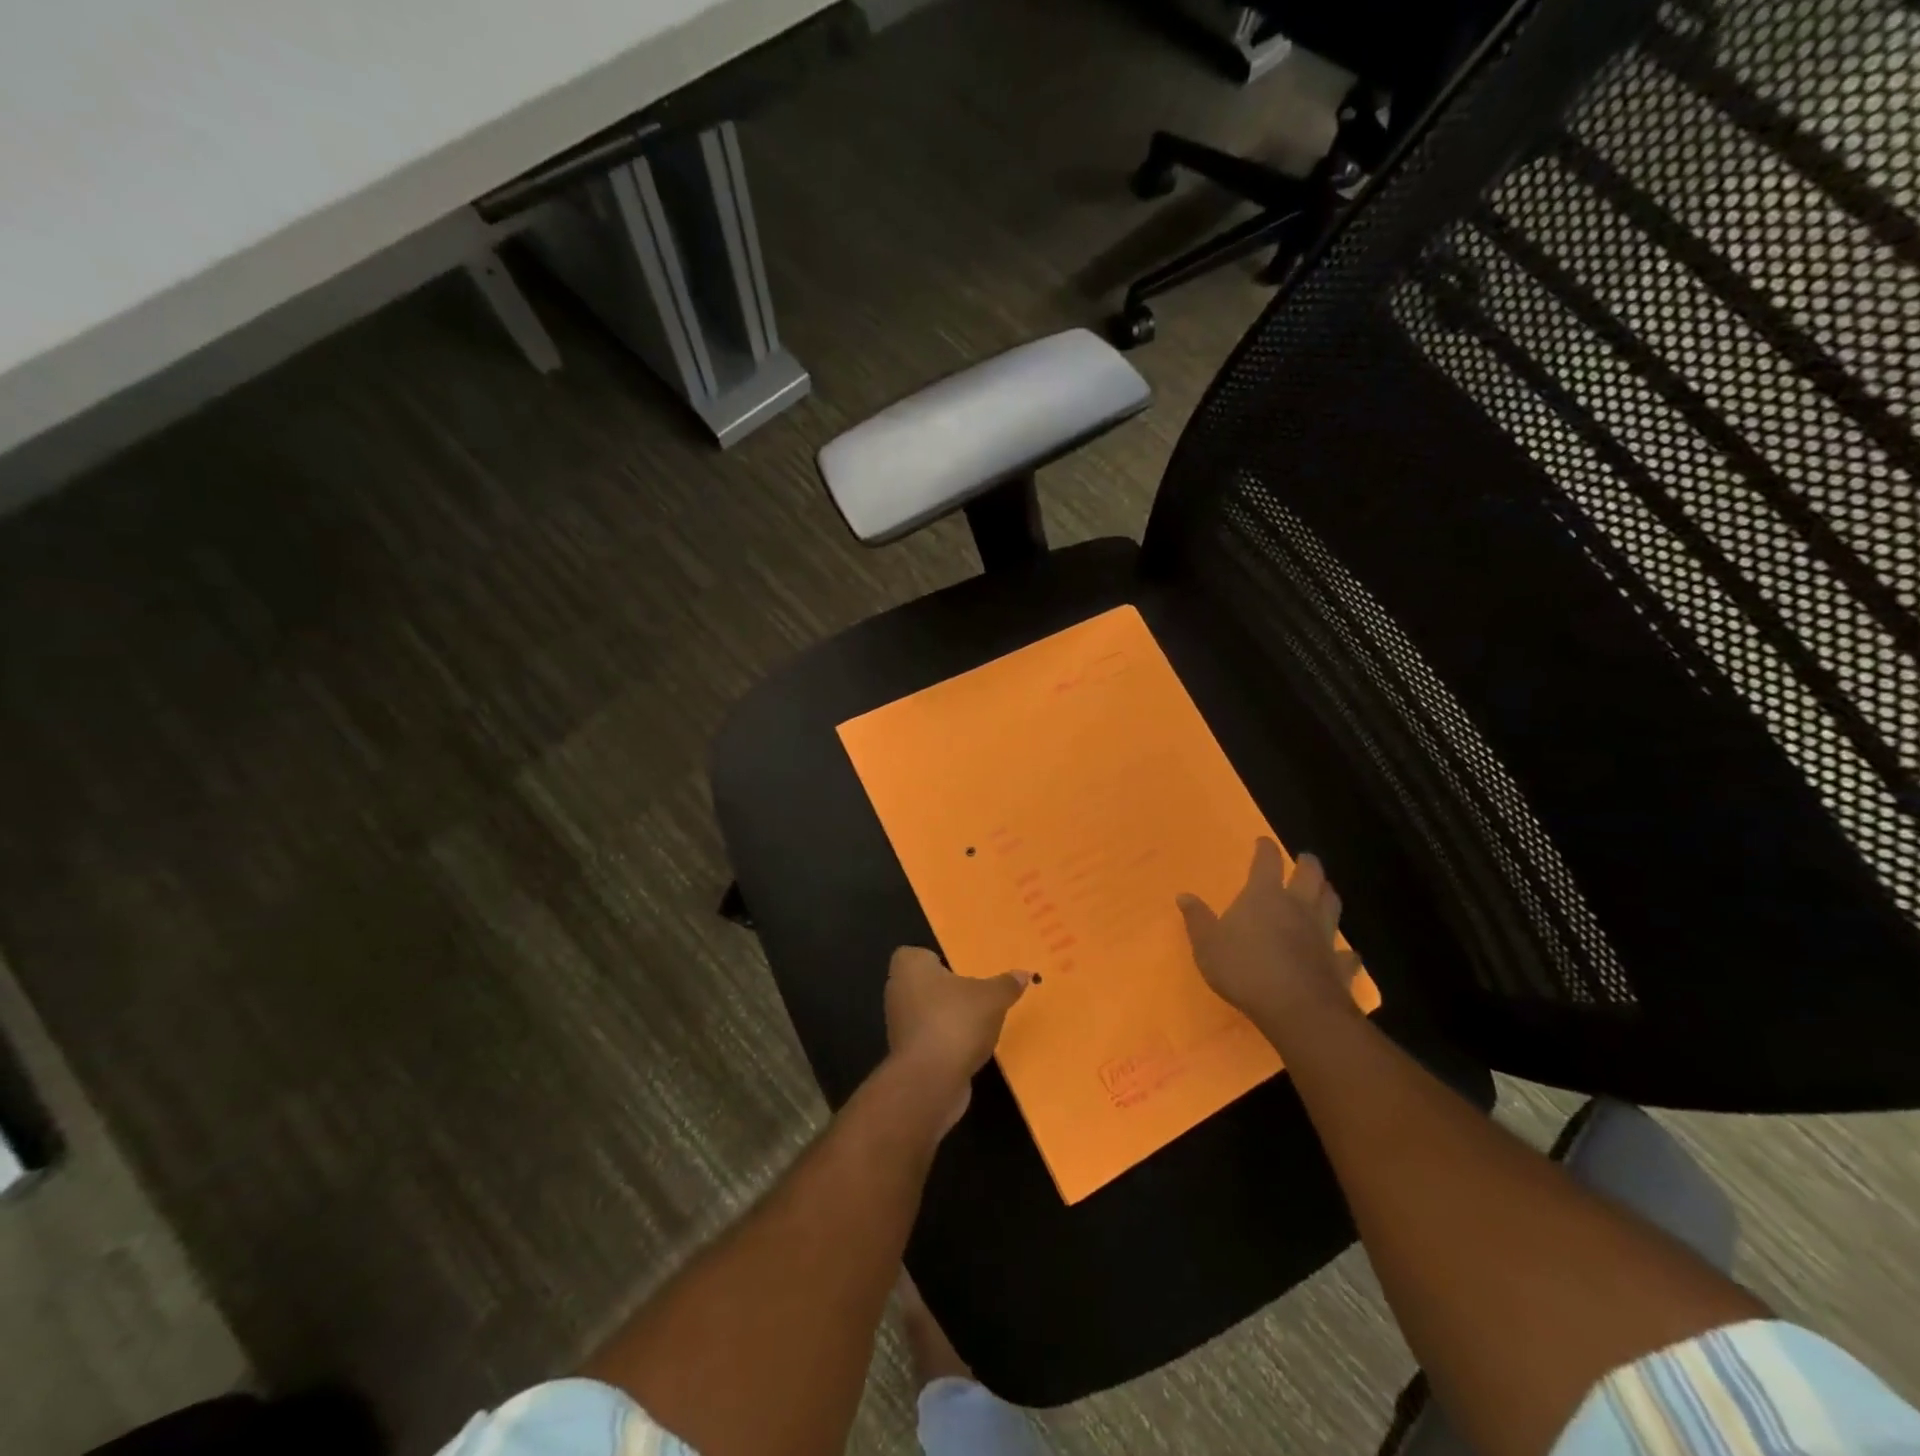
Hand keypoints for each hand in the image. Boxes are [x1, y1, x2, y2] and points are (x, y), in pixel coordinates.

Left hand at [884, 947, 1028, 1130]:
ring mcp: (899, 1025)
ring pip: (926, 1013)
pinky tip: (970, 1047)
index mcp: (910, 967)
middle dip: (946, 989)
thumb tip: (1023, 974)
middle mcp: (897, 991)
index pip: (914, 954)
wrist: (931, 1080)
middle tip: (975, 991)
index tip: (958, 967)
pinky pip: (930, 1038)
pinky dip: (946, 1041)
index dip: (933, 959)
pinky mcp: (907, 1054)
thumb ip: (1006, 984)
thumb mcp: (992, 998)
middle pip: (923, 984)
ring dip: (947, 1017)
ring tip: (978, 1021)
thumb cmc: (956, 1021)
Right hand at [1177, 839, 1361, 1039]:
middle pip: (1310, 876)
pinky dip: (1347, 951)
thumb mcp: (1207, 944)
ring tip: (1326, 891)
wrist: (1295, 1007)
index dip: (1266, 849)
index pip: (1267, 862)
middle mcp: (1298, 907)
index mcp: (1264, 896)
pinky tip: (1347, 953)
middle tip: (1305, 859)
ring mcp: (1322, 934)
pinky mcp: (1338, 964)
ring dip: (1328, 895)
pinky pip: (1347, 954)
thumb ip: (1197, 919)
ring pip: (1332, 905)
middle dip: (1308, 864)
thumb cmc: (1244, 968)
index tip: (1264, 841)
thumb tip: (1184, 895)